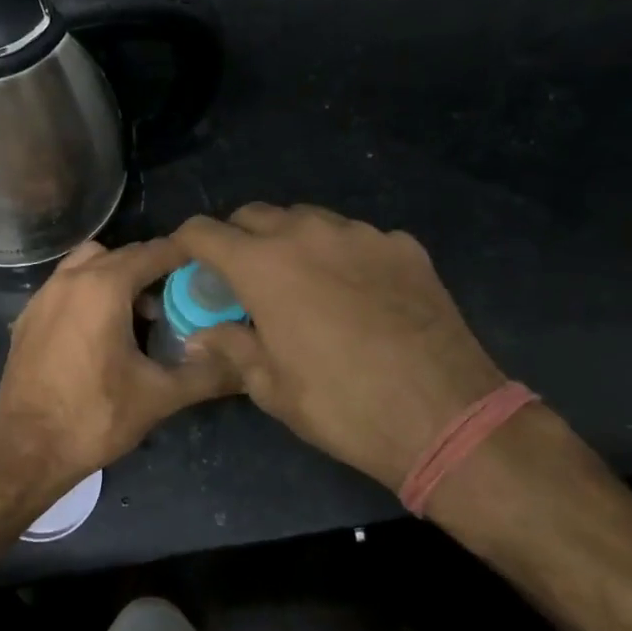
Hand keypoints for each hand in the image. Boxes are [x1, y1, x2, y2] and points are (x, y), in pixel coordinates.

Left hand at [0, 239, 240, 507]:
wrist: (25, 450)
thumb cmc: (94, 417)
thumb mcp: (159, 396)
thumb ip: (206, 374)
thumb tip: (245, 364)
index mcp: (103, 286)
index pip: (154, 252)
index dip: (184, 256)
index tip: (209, 270)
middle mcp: (69, 279)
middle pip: (121, 255)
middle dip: (152, 269)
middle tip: (178, 301)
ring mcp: (42, 296)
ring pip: (88, 266)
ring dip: (116, 278)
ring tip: (138, 317)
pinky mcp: (27, 318)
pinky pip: (66, 287)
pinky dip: (89, 294)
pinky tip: (101, 334)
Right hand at [171, 204, 506, 491]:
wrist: (445, 416)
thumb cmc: (341, 406)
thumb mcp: (271, 387)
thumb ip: (231, 347)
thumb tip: (199, 336)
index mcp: (263, 265)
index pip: (204, 232)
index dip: (186, 244)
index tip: (186, 264)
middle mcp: (307, 234)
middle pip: (254, 214)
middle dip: (237, 239)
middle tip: (243, 279)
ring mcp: (360, 235)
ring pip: (307, 220)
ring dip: (290, 242)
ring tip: (301, 282)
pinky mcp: (403, 246)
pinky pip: (356, 238)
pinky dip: (341, 255)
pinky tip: (356, 293)